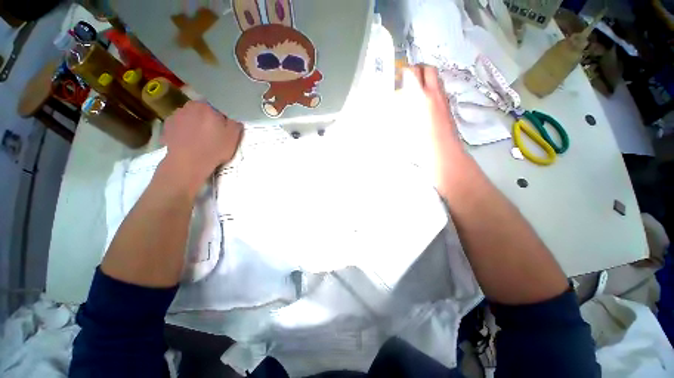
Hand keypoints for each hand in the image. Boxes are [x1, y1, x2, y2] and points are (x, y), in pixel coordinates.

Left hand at [161, 101, 243, 190]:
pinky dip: (183, 131)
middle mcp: (189, 106)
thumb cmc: (214, 148)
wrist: (188, 163)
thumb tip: (234, 120)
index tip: (223, 131)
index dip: (222, 120)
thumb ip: (235, 124)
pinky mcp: (166, 127)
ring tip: (199, 140)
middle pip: (202, 111)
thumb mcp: (233, 137)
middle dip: (207, 120)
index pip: (217, 109)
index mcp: (207, 107)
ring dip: (194, 124)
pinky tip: (188, 142)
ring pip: (189, 117)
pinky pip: (179, 126)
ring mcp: (175, 116)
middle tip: (212, 135)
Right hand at [405, 65, 466, 195]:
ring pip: (437, 80)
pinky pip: (439, 92)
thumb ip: (400, 112)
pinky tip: (423, 103)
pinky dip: (431, 91)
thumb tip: (395, 103)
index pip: (414, 73)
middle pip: (430, 70)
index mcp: (422, 97)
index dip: (406, 70)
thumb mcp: (404, 127)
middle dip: (418, 69)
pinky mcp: (447, 108)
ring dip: (426, 79)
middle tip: (408, 78)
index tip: (398, 74)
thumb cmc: (420, 143)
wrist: (444, 154)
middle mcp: (435, 94)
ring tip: (415, 90)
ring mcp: (444, 100)